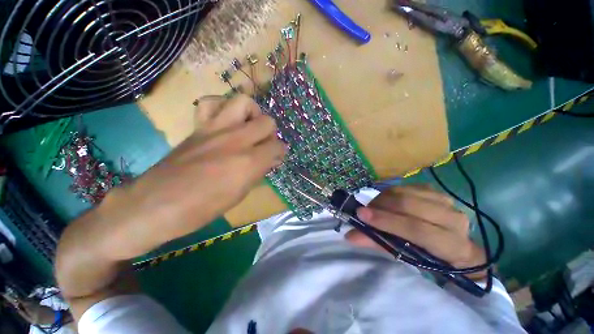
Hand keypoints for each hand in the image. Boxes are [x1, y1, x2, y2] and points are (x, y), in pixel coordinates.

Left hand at [86, 94, 286, 260]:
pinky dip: (222, 107)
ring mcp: (215, 129)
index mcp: (249, 162)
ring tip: (248, 127)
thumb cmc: (203, 208)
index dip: (280, 152)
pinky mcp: (198, 127)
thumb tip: (271, 160)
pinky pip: (212, 103)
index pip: (277, 146)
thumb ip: (258, 172)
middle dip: (270, 133)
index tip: (276, 157)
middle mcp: (236, 140)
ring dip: (252, 114)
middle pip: (267, 121)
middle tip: (263, 144)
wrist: (155, 205)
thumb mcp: (240, 194)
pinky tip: (225, 121)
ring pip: (244, 102)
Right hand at [346, 185, 487, 279]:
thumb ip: (378, 243)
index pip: (416, 229)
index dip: (387, 221)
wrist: (451, 243)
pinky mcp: (434, 190)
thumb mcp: (404, 256)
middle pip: (409, 205)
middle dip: (381, 206)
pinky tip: (385, 201)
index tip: (361, 215)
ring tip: (372, 207)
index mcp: (450, 244)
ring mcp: (444, 200)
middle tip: (364, 211)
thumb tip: (350, 236)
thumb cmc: (427, 256)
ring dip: (383, 198)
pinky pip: (405, 186)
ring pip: (405, 192)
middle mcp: (452, 218)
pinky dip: (390, 193)